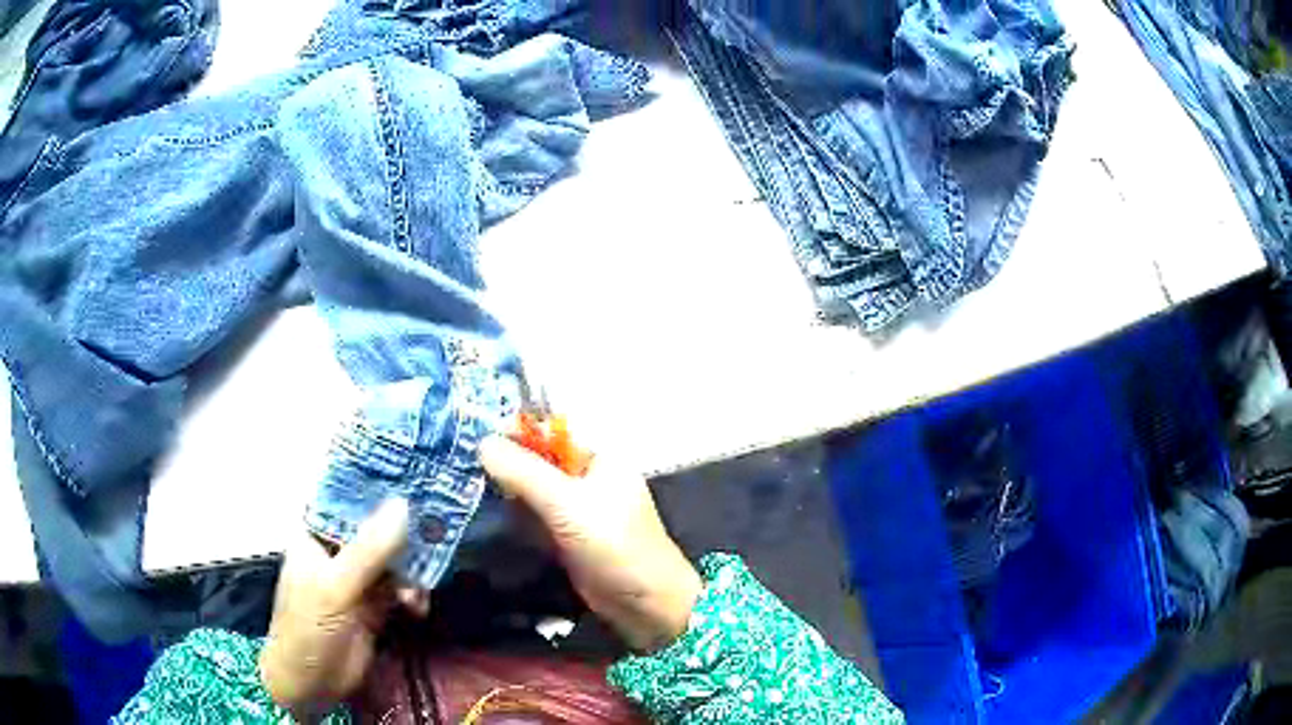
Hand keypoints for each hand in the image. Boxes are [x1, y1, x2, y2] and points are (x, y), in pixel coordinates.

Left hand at [259, 499, 427, 718]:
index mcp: (315, 535)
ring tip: (419, 592)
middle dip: (405, 535)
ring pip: (393, 560)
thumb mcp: (335, 588)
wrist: (312, 685)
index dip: (378, 488)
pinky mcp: (374, 605)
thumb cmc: (308, 628)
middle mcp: (337, 550)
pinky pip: (401, 589)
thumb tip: (403, 505)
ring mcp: (356, 579)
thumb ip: (368, 551)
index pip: (346, 499)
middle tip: (437, 534)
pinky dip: (413, 596)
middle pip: (376, 529)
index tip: (415, 479)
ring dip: (412, 573)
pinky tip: (417, 608)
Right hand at [480, 436, 701, 651]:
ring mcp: (578, 510)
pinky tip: (483, 513)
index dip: (514, 431)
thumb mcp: (567, 504)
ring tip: (464, 486)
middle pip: (540, 460)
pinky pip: (536, 517)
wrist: (645, 603)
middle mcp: (588, 478)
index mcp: (599, 457)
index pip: (551, 431)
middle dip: (505, 462)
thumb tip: (482, 443)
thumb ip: (525, 472)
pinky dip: (514, 515)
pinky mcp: (568, 537)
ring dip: (506, 489)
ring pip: (534, 490)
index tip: (473, 438)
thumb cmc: (614, 544)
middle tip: (461, 465)